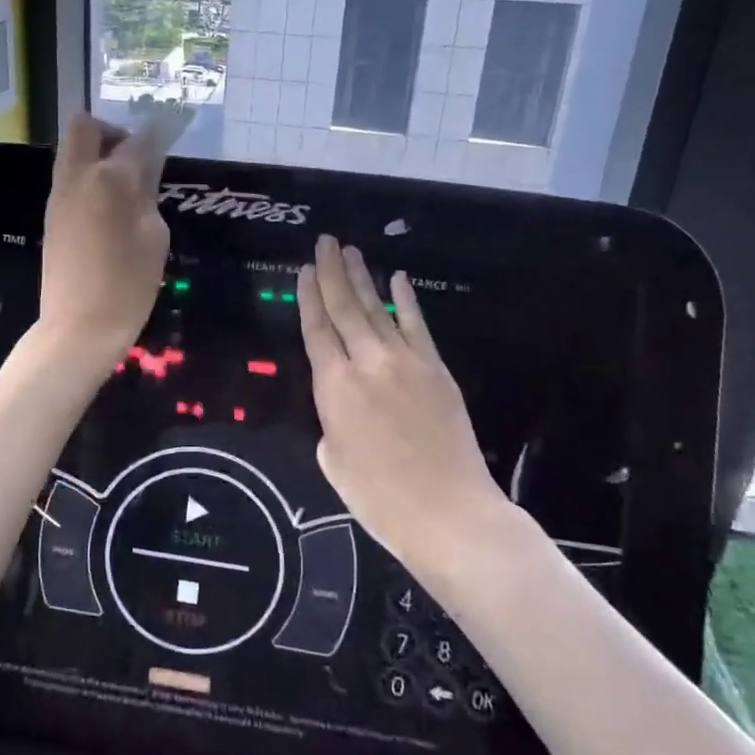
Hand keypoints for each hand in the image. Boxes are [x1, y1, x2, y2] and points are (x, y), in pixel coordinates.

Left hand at [37, 112, 171, 367]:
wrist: (79, 327)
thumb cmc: (128, 285)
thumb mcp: (154, 236)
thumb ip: (148, 193)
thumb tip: (145, 169)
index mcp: (112, 179)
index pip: (140, 139)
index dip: (159, 132)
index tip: (171, 129)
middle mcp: (79, 176)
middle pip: (85, 126)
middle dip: (112, 131)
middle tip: (135, 159)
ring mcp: (59, 195)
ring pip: (73, 150)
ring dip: (98, 154)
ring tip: (126, 189)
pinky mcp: (51, 214)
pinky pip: (69, 177)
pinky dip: (89, 178)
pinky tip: (109, 210)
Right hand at [297, 234, 507, 566]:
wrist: (448, 512)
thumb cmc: (380, 498)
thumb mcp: (334, 461)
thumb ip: (332, 420)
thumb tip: (343, 402)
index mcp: (334, 387)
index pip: (316, 330)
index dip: (309, 297)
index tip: (305, 270)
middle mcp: (367, 363)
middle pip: (344, 308)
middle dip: (332, 272)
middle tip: (324, 242)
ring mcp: (406, 361)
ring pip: (377, 309)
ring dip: (363, 277)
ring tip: (350, 251)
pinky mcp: (436, 369)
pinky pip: (417, 326)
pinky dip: (406, 300)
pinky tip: (398, 279)